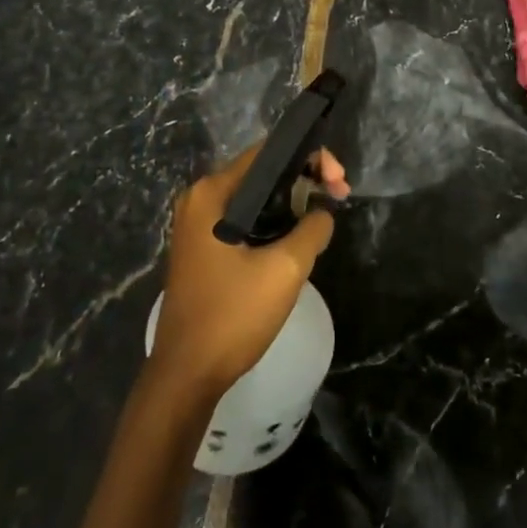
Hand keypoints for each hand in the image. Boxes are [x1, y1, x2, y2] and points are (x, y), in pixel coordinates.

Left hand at [149, 143, 349, 400]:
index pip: (268, 153)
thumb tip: (324, 212)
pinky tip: (298, 235)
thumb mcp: (285, 268)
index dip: (309, 158)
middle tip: (339, 196)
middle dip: (304, 179)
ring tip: (325, 216)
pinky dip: (274, 220)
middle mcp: (200, 200)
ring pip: (256, 197)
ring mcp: (198, 225)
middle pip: (262, 173)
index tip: (339, 181)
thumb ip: (313, 228)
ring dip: (291, 202)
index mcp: (211, 194)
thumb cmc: (233, 316)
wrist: (187, 374)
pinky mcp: (204, 248)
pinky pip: (245, 219)